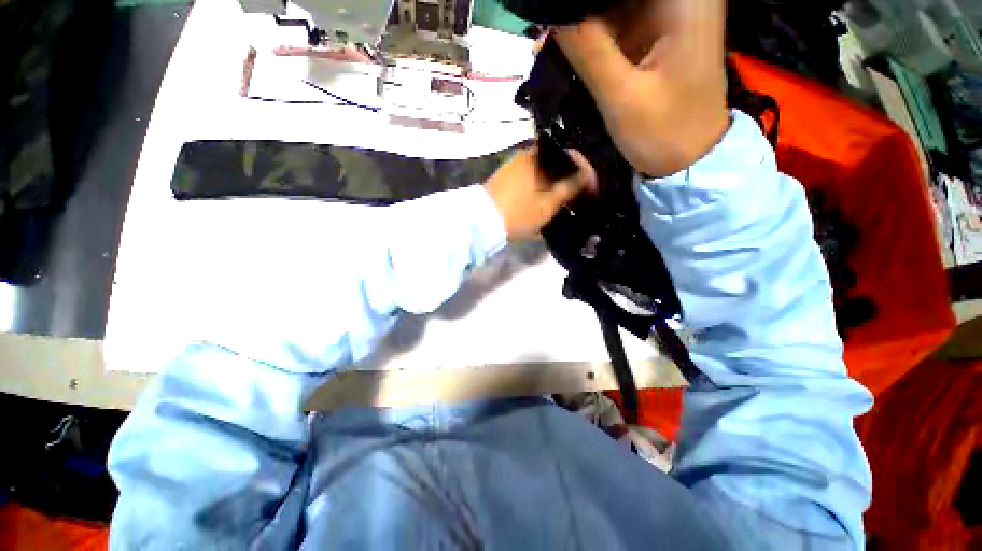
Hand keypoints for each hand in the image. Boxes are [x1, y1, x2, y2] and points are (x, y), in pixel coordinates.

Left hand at [484, 148, 596, 239]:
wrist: (481, 223)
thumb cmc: (517, 214)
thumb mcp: (547, 205)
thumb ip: (569, 189)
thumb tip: (586, 177)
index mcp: (538, 157)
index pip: (571, 155)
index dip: (585, 171)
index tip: (592, 188)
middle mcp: (526, 154)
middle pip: (557, 161)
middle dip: (571, 176)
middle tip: (580, 194)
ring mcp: (514, 165)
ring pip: (544, 169)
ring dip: (556, 182)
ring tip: (565, 199)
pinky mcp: (506, 176)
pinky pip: (532, 175)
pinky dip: (542, 184)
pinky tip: (546, 197)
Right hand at [553, 0, 729, 176]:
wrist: (690, 158)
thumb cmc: (664, 133)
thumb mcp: (622, 96)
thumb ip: (587, 51)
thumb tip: (551, 14)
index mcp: (683, 0)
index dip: (582, 1)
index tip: (550, 17)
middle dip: (578, 12)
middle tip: (544, 37)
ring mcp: (668, 14)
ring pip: (613, 5)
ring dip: (580, 24)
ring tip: (547, 48)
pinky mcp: (656, 33)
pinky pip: (616, 23)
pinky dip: (590, 37)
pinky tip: (566, 54)